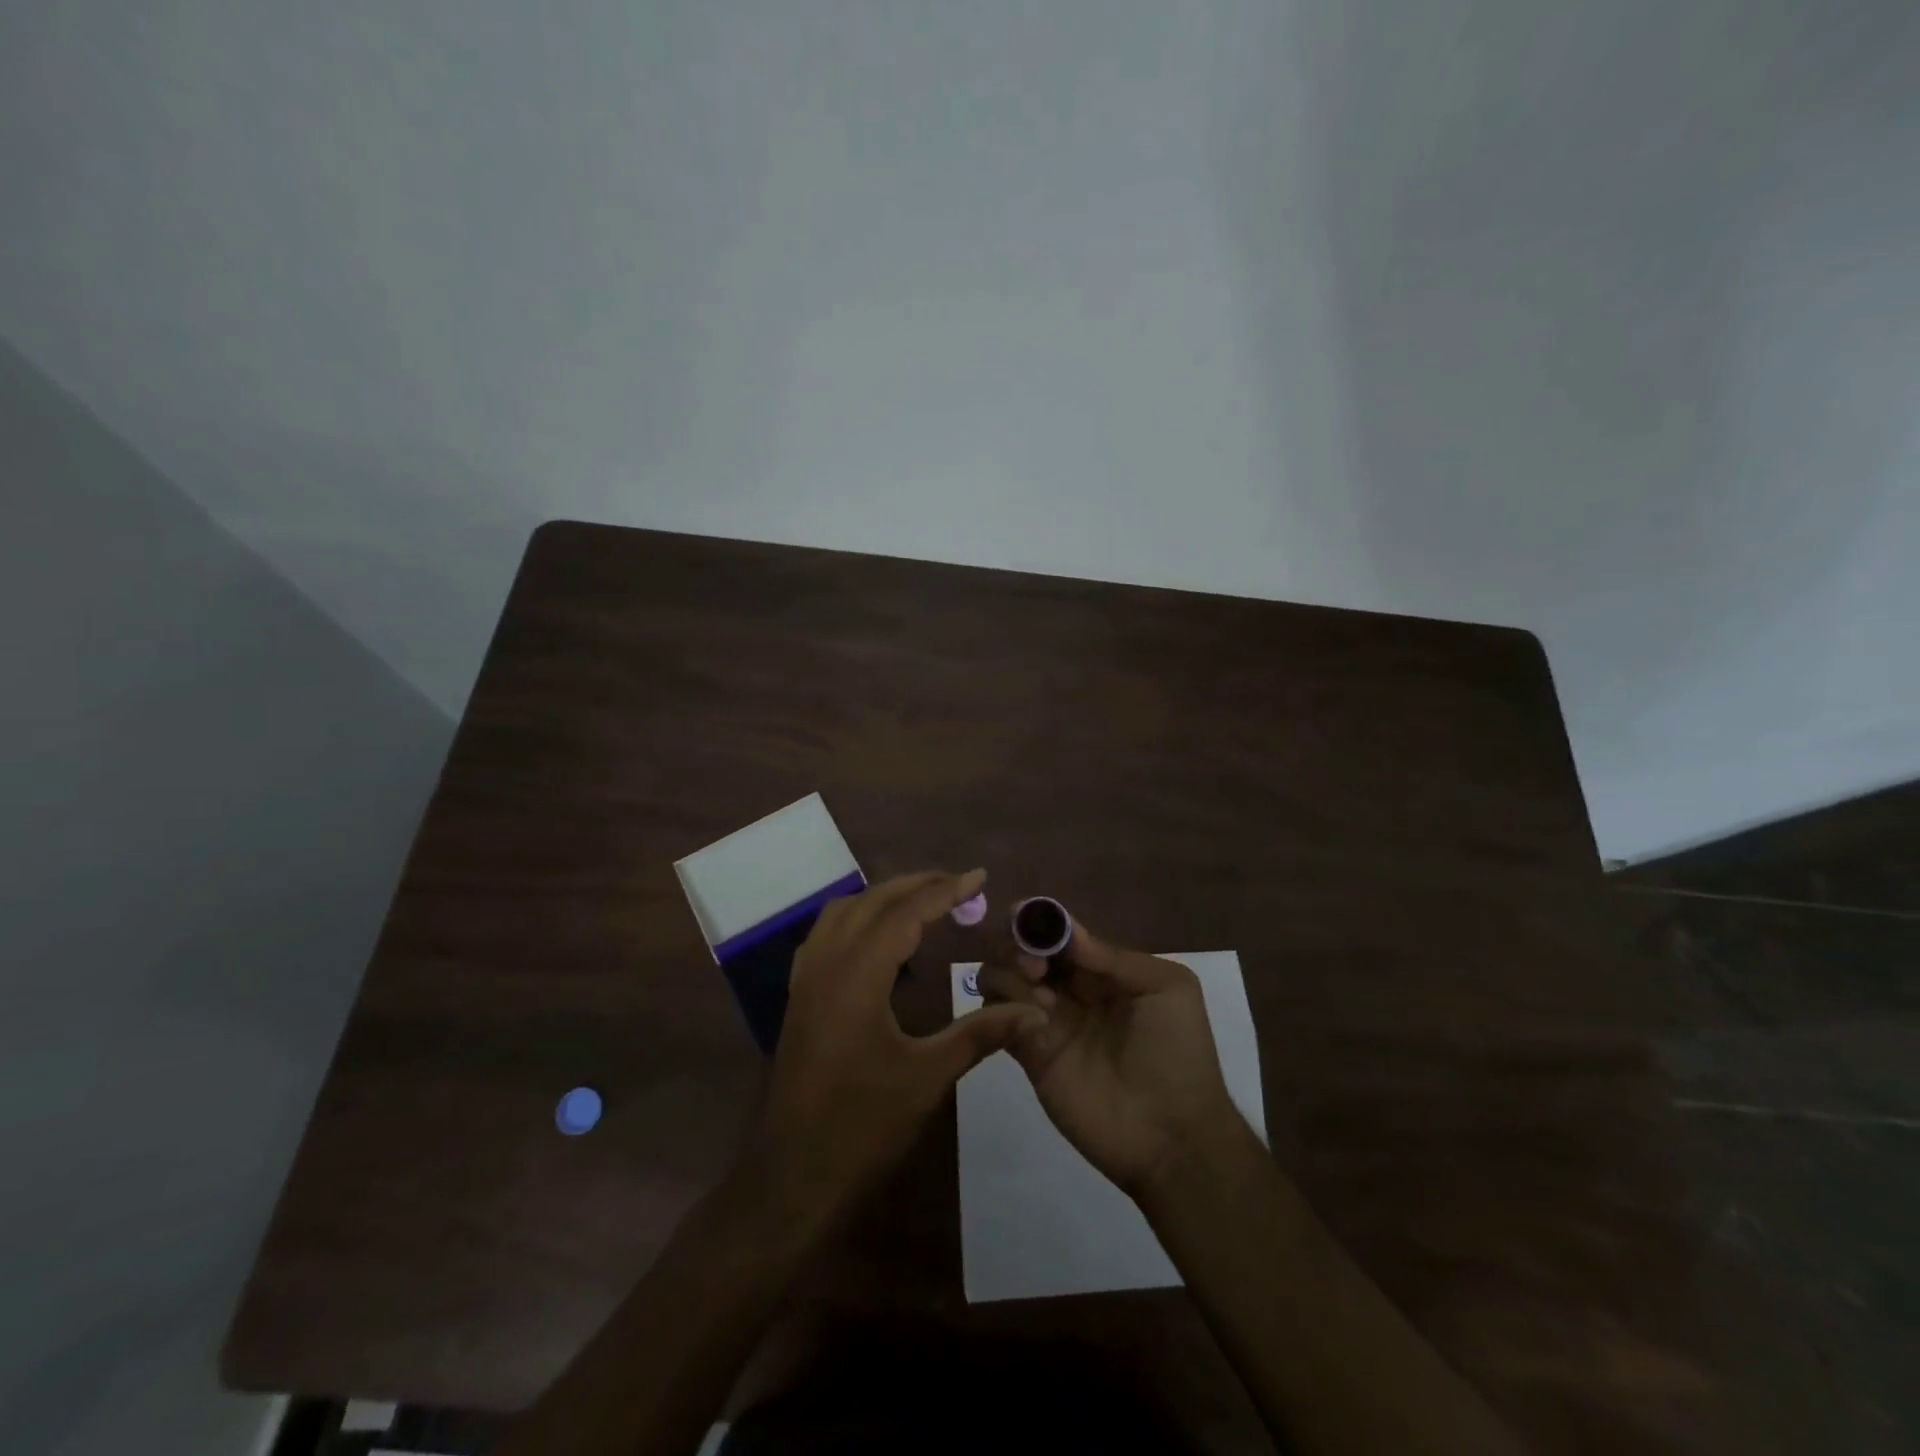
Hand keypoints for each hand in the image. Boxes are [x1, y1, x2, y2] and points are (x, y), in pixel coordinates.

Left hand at [747, 869, 1046, 1229]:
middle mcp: (826, 963)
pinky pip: (826, 934)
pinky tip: (878, 937)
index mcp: (857, 976)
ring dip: (883, 897)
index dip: (944, 891)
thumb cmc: (862, 1126)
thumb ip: (981, 1034)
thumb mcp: (928, 1076)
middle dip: (916, 885)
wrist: (792, 1175)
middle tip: (959, 885)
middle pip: (872, 902)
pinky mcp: (799, 996)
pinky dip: (857, 918)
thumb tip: (1035, 1012)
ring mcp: (806, 979)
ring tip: (924, 901)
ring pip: (844, 912)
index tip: (979, 877)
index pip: (905, 913)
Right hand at [978, 922, 1240, 1196]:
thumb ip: (1115, 957)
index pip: (1060, 933)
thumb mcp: (1167, 989)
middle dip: (1019, 944)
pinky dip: (1001, 1008)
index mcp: (1103, 970)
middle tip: (1035, 965)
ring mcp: (1046, 1020)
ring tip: (1038, 995)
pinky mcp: (1029, 1054)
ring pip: (1002, 977)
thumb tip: (1067, 932)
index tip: (1023, 917)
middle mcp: (1070, 989)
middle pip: (1024, 949)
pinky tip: (1031, 1021)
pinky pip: (998, 1018)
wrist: (1172, 1135)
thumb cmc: (1177, 1053)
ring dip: (1009, 973)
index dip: (1039, 921)